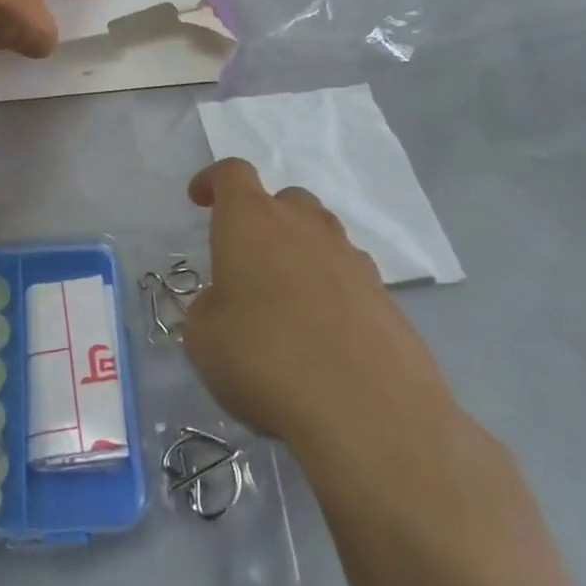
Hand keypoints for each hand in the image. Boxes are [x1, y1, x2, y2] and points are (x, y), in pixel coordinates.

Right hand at [183, 159, 469, 463]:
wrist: (368, 411)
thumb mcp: (204, 340)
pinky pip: (347, 278)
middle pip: (283, 200)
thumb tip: (227, 307)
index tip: (199, 201)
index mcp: (252, 222)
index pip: (232, 174)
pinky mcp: (386, 297)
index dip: (212, 181)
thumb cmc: (265, 360)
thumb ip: (209, 310)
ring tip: (283, 305)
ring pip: (319, 237)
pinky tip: (321, 337)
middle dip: (261, 219)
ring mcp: (352, 259)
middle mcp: (305, 227)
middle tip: (244, 261)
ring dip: (298, 255)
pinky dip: (329, 293)